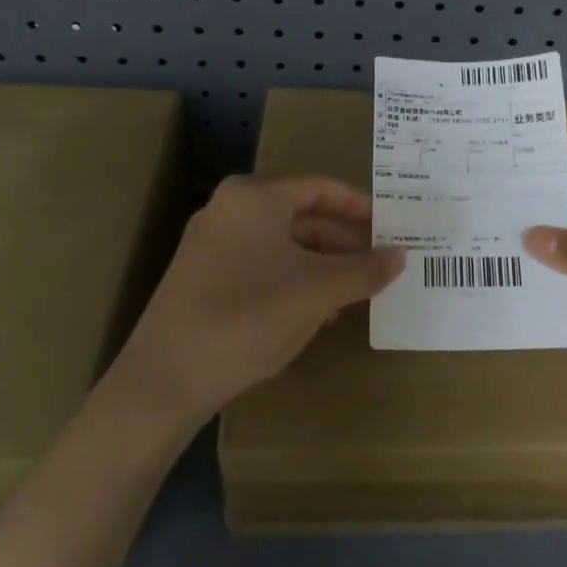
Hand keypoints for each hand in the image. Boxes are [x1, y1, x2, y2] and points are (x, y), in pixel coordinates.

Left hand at [112, 175, 404, 422]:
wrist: (166, 379)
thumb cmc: (249, 317)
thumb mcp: (318, 292)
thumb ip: (364, 270)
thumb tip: (401, 255)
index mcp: (255, 197)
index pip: (321, 188)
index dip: (360, 207)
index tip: (392, 227)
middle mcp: (230, 209)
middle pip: (302, 216)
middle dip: (343, 243)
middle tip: (379, 266)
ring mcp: (212, 243)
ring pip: (283, 245)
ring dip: (322, 267)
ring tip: (354, 295)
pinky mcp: (202, 277)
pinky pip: (261, 266)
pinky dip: (293, 281)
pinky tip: (316, 313)